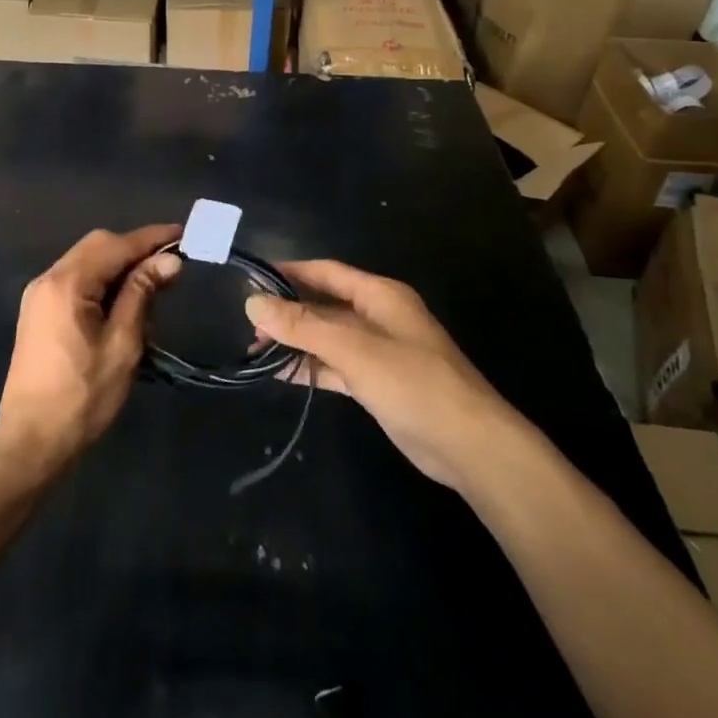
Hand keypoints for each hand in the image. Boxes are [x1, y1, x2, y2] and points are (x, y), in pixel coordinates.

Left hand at [0, 225, 182, 476]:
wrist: (31, 442)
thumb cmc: (82, 397)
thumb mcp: (122, 345)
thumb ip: (141, 294)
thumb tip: (169, 260)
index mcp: (66, 284)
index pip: (115, 245)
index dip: (151, 238)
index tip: (183, 233)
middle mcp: (48, 279)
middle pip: (97, 246)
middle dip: (135, 248)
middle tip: (171, 262)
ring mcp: (39, 295)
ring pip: (86, 261)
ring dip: (119, 264)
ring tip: (154, 281)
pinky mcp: (39, 312)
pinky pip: (75, 280)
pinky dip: (102, 280)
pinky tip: (125, 299)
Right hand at [247, 261, 511, 490]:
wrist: (469, 446)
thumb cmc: (414, 383)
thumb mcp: (353, 349)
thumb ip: (302, 325)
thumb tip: (252, 302)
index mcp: (380, 295)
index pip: (327, 272)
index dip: (290, 271)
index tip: (252, 278)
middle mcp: (379, 317)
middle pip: (324, 305)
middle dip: (287, 312)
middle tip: (247, 323)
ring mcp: (379, 352)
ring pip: (327, 337)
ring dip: (295, 342)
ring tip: (253, 350)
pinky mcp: (378, 383)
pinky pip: (335, 366)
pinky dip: (310, 367)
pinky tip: (280, 374)